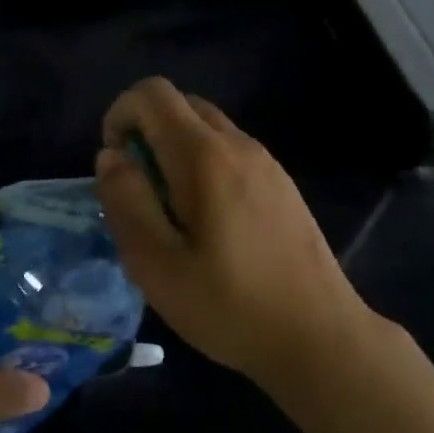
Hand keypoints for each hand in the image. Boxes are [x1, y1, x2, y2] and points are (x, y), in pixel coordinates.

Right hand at [96, 77, 366, 389]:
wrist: (322, 339)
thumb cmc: (230, 306)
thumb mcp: (156, 265)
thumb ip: (126, 201)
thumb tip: (112, 156)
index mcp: (204, 156)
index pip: (152, 93)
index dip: (120, 116)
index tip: (117, 167)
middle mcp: (238, 144)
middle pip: (180, 103)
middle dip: (146, 131)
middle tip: (140, 190)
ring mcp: (266, 162)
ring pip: (206, 126)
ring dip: (175, 149)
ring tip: (172, 212)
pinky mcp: (282, 183)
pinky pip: (229, 150)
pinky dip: (203, 164)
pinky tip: (210, 224)